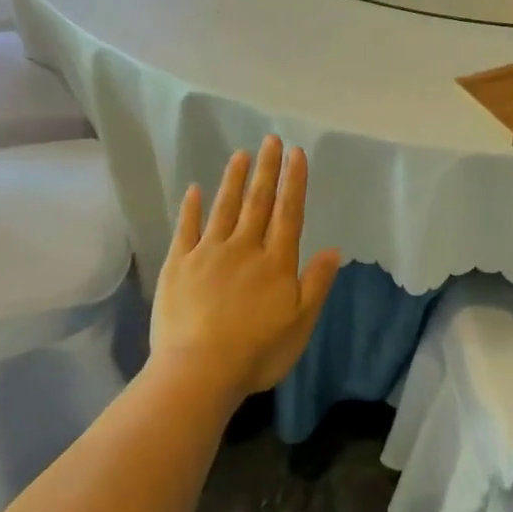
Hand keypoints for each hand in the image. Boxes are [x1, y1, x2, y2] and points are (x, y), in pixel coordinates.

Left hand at [151, 137, 341, 405]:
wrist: (198, 371)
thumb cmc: (257, 352)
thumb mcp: (301, 323)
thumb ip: (316, 283)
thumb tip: (334, 249)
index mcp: (276, 262)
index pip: (288, 213)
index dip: (294, 181)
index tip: (296, 153)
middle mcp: (244, 248)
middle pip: (257, 202)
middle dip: (266, 169)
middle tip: (270, 140)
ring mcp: (207, 253)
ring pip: (223, 208)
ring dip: (233, 179)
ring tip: (240, 154)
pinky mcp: (178, 265)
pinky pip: (186, 228)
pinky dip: (191, 208)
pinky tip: (195, 189)